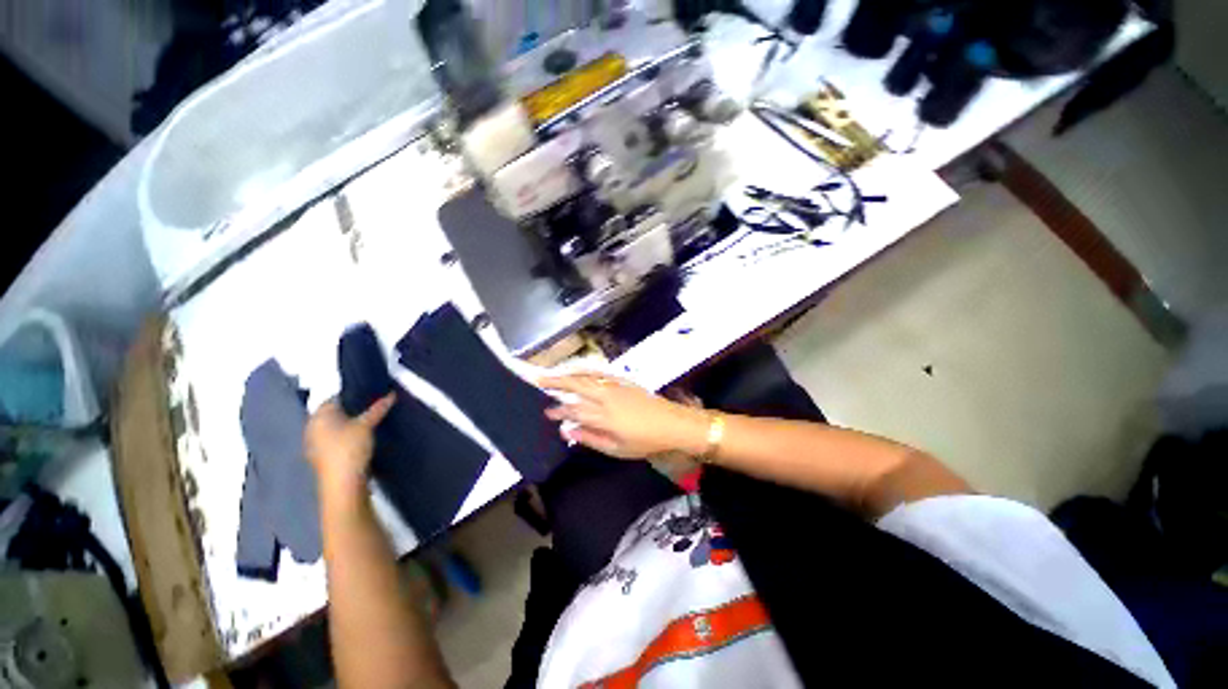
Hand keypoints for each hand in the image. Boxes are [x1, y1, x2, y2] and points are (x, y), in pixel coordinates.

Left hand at [305, 395, 394, 496]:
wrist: (342, 483)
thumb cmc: (350, 448)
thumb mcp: (367, 425)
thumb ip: (378, 409)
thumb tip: (391, 394)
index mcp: (318, 416)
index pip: (334, 398)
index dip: (352, 394)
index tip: (370, 393)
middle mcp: (312, 427)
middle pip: (333, 413)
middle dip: (351, 410)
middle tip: (373, 406)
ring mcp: (315, 444)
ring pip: (334, 427)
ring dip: (349, 424)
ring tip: (371, 421)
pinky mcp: (322, 457)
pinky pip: (335, 439)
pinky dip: (346, 436)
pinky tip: (361, 438)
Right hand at [541, 373, 708, 458]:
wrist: (672, 423)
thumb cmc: (645, 441)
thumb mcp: (617, 449)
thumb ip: (590, 438)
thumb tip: (566, 430)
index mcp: (603, 417)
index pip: (573, 411)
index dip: (558, 411)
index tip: (546, 411)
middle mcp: (606, 397)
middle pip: (576, 386)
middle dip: (555, 382)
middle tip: (538, 379)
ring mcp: (615, 386)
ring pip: (586, 376)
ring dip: (568, 373)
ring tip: (553, 373)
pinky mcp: (623, 380)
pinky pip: (599, 372)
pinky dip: (585, 370)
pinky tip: (578, 370)